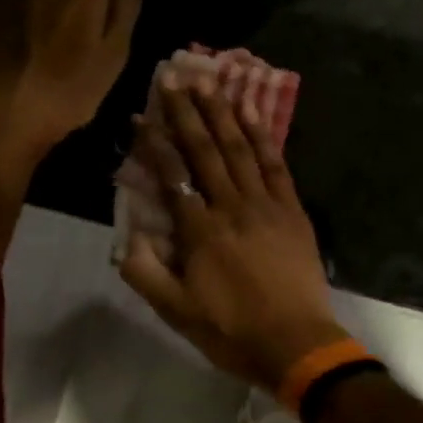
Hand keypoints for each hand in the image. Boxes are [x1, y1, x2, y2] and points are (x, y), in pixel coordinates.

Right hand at [118, 76, 346, 393]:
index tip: (139, 115)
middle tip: (173, 78)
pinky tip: (252, 113)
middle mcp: (231, 206)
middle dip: (186, 112)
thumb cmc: (232, 331)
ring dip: (222, 113)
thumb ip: (145, 273)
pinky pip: (276, 164)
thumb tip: (125, 236)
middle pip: (205, 150)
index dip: (153, 143)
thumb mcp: (176, 313)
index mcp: (200, 231)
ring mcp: (266, 204)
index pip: (172, 175)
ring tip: (208, 82)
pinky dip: (263, 136)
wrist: (297, 343)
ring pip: (240, 149)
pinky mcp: (292, 209)